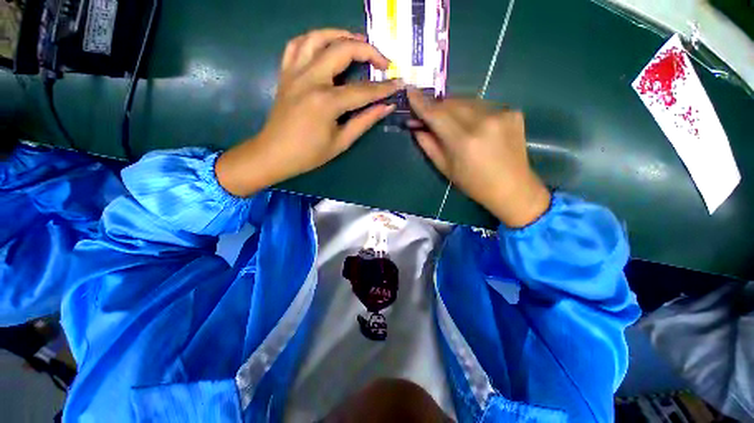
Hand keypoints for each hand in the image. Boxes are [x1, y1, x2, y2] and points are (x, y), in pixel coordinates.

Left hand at [217, 29, 402, 196]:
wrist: (274, 154)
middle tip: (383, 61)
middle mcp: (310, 79)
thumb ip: (364, 121)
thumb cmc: (309, 154)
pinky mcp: (285, 73)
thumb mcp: (341, 142)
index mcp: (326, 102)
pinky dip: (314, 39)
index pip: (362, 90)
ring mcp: (295, 73)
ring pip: (318, 37)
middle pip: (342, 50)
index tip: (399, 83)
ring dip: (341, 35)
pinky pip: (297, 45)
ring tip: (357, 43)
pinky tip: (326, 46)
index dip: (384, 87)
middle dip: (368, 51)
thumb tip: (385, 107)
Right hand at [407, 88, 550, 227]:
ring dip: (454, 108)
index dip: (421, 103)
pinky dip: (472, 112)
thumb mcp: (445, 169)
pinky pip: (483, 105)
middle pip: (451, 103)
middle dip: (437, 107)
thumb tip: (416, 127)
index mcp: (463, 141)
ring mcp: (500, 114)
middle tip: (429, 115)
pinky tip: (474, 126)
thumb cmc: (474, 183)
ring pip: (467, 101)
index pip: (436, 114)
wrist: (512, 187)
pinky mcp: (512, 112)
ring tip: (451, 122)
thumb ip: (429, 145)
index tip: (410, 91)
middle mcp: (482, 121)